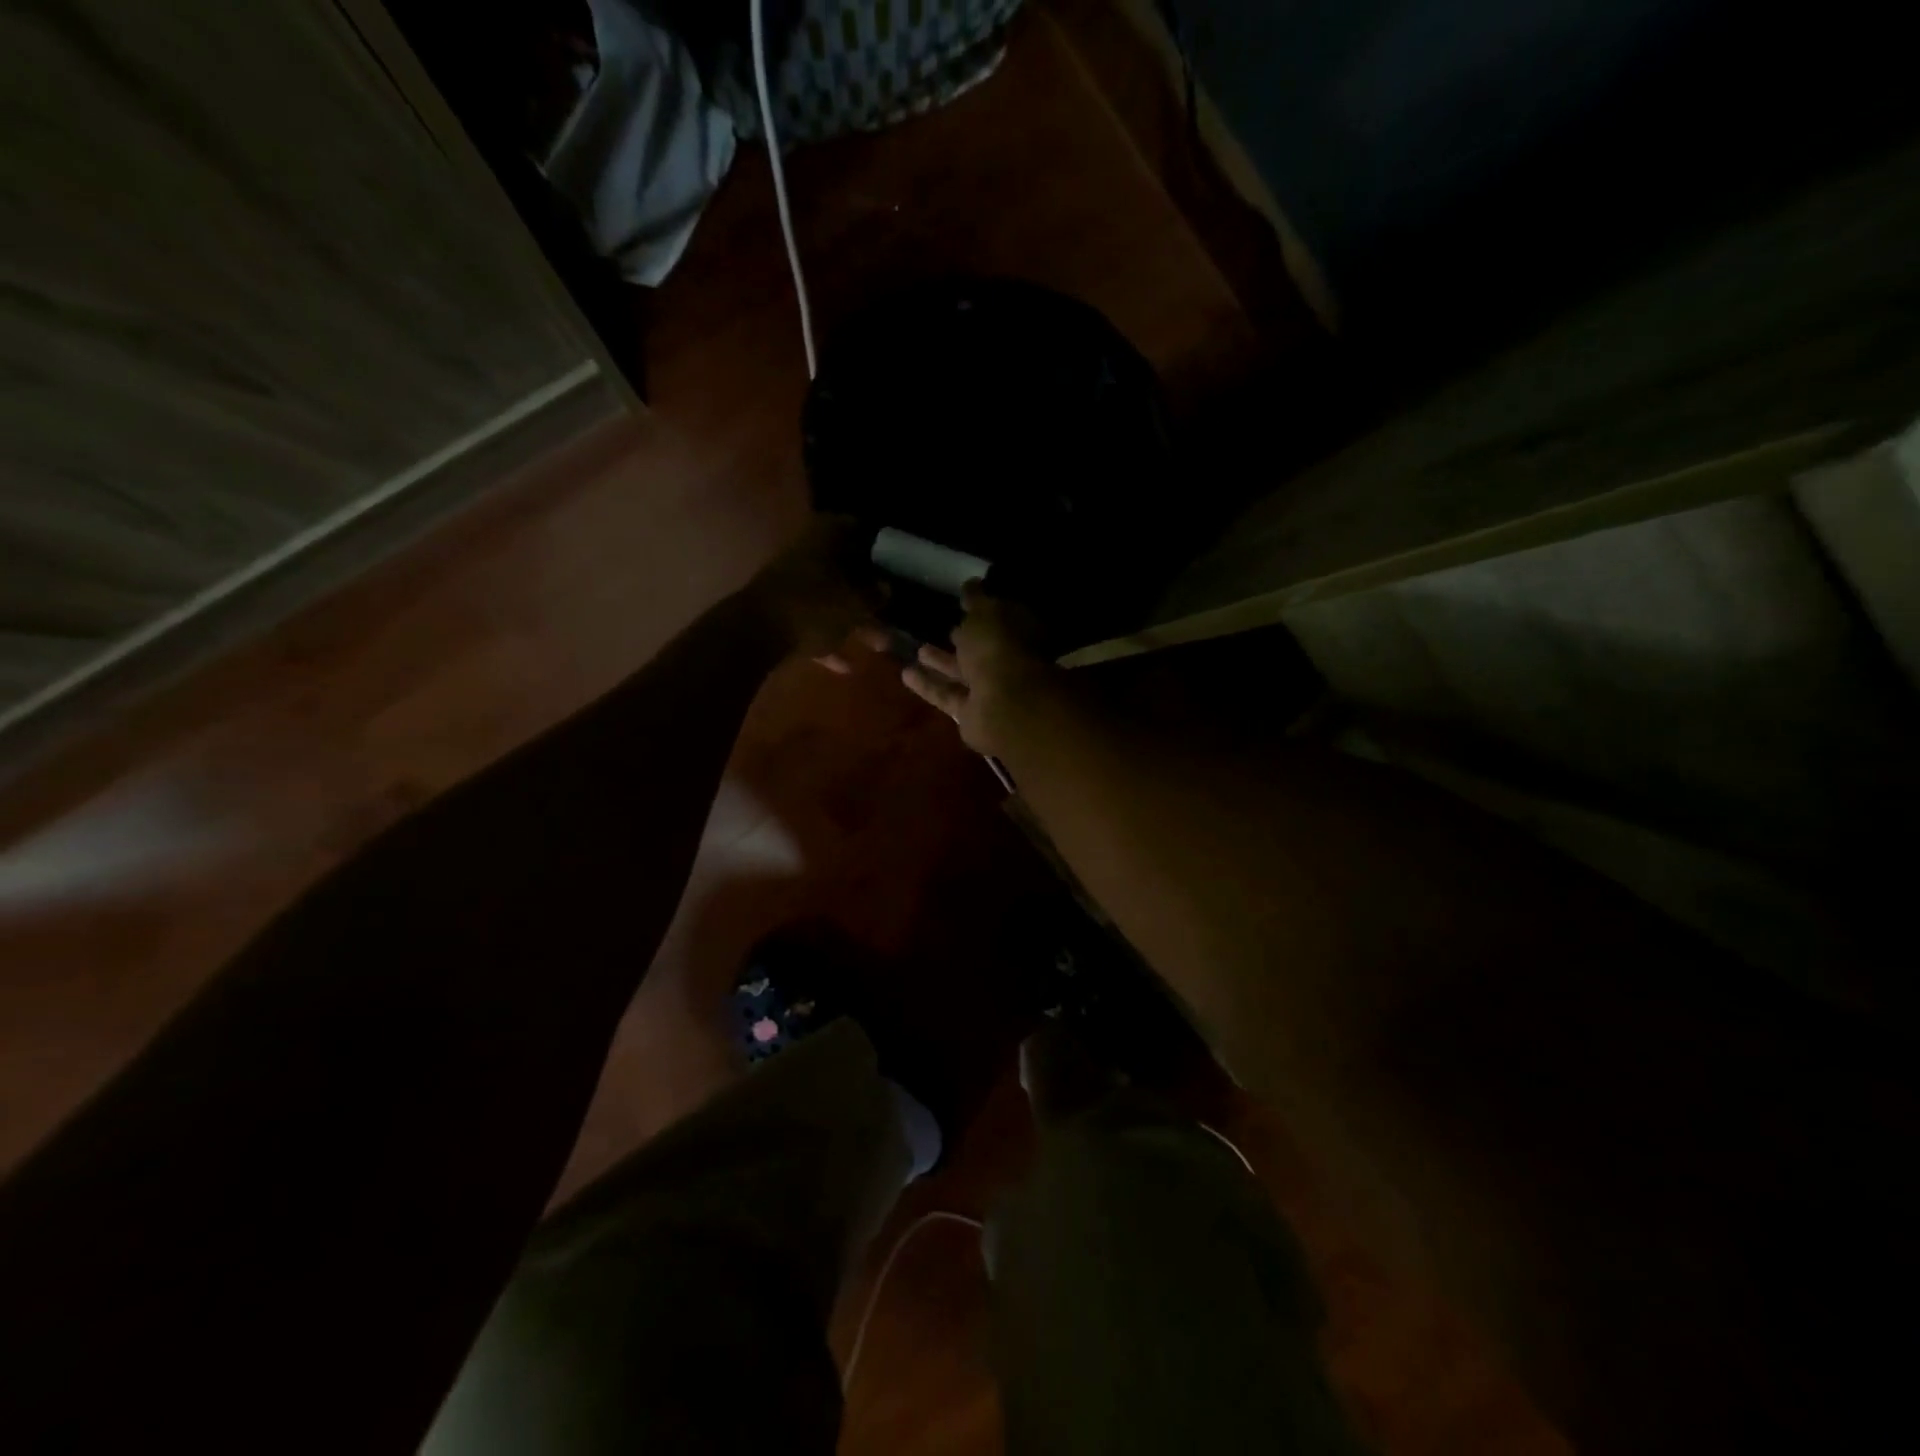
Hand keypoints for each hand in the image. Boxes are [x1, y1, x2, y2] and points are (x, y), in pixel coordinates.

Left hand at [744, 515, 878, 670]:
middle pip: (845, 567)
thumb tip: (887, 588)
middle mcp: (806, 552)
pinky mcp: (780, 613)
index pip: (857, 528)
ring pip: (830, 598)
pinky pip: (812, 623)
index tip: (896, 562)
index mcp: (825, 536)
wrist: (755, 634)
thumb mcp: (856, 602)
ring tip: (880, 644)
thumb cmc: (814, 607)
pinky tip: (847, 666)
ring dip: (853, 620)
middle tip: (893, 608)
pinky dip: (829, 640)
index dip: (878, 544)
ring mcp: (790, 583)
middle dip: (869, 591)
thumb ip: (875, 594)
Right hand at [903, 584, 1061, 753]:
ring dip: (942, 662)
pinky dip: (928, 685)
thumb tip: (971, 583)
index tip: (962, 601)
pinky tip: (904, 673)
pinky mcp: (970, 714)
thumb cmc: (999, 648)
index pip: (1001, 618)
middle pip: (983, 649)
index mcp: (1019, 633)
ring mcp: (990, 691)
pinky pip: (946, 695)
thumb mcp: (986, 613)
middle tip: (943, 627)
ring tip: (917, 648)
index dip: (983, 609)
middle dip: (965, 638)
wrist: (1003, 705)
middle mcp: (1008, 662)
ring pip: (963, 673)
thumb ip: (976, 599)